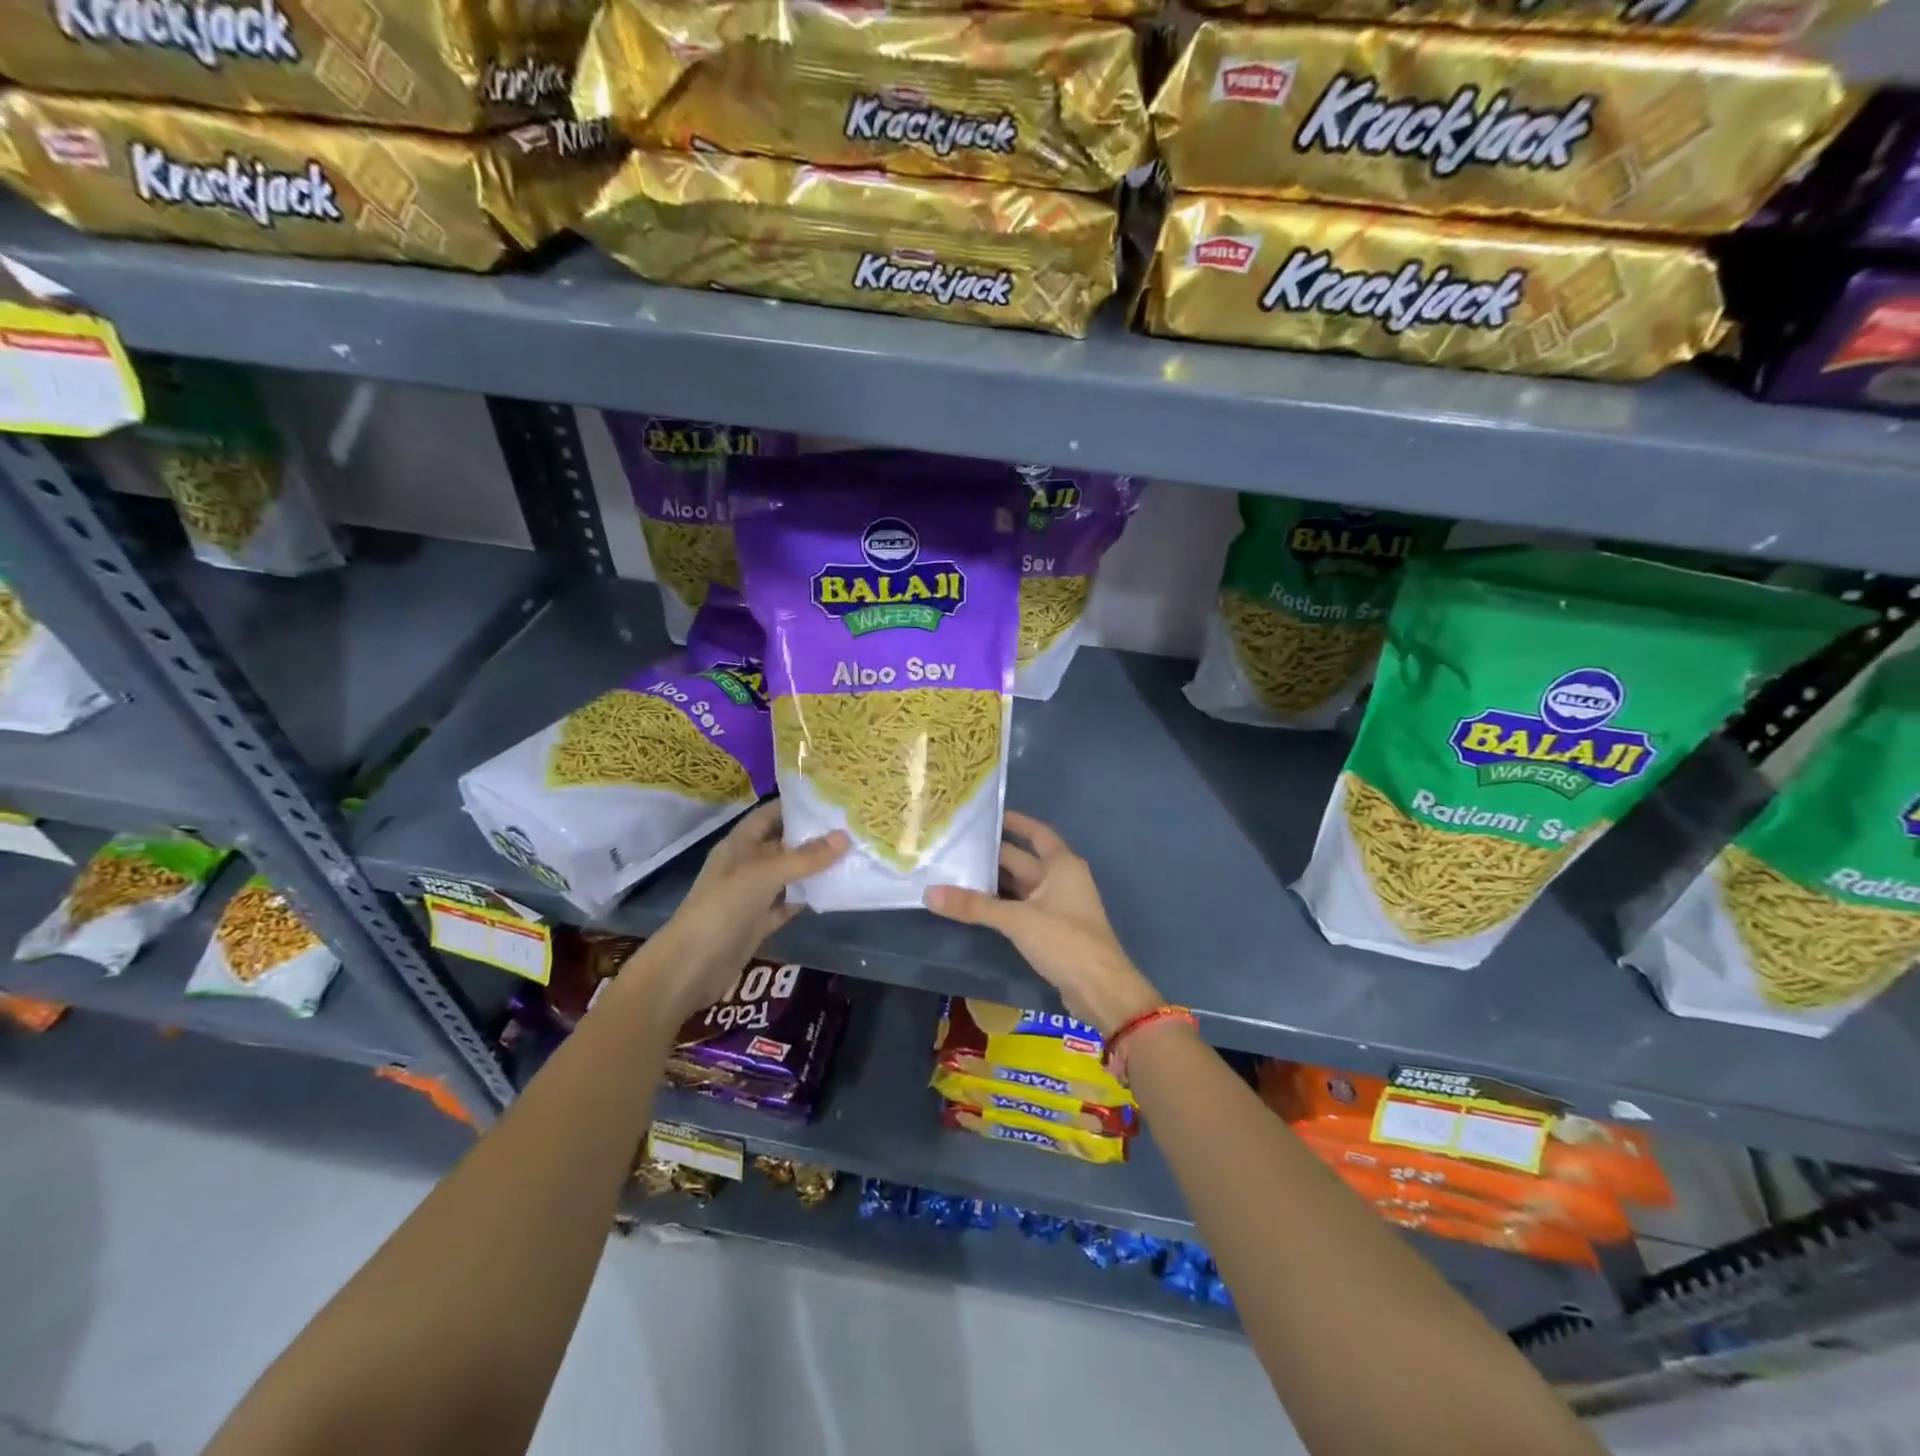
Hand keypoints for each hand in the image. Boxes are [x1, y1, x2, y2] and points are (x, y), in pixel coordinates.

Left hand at [639, 801, 846, 1023]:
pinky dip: (808, 897)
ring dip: (814, 867)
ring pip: (789, 874)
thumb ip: (805, 857)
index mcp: (740, 843)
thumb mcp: (765, 875)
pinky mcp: (760, 921)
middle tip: (851, 826)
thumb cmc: (723, 908)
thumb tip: (844, 837)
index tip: (832, 798)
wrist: (691, 966)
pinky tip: (835, 890)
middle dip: (812, 835)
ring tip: (852, 854)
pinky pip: (789, 902)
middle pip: (783, 843)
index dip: (796, 804)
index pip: (770, 814)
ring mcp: (753, 894)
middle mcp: (747, 864)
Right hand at [924, 811, 1162, 1036]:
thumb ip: (974, 906)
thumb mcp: (1017, 920)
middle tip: (956, 846)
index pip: (1037, 833)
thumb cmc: (1065, 941)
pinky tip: (975, 906)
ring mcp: (1058, 906)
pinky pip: (1021, 907)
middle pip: (1023, 860)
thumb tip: (929, 893)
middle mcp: (1062, 879)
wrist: (1100, 989)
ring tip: (957, 873)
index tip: (986, 815)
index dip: (1015, 822)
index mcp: (1062, 865)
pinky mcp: (1052, 930)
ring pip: (1020, 886)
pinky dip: (1001, 904)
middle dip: (993, 854)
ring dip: (994, 882)